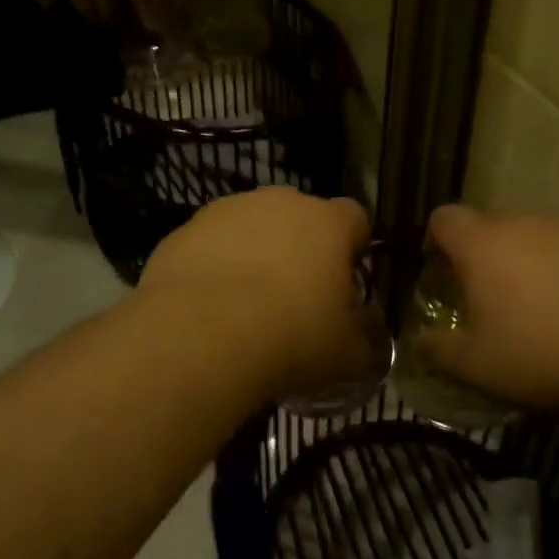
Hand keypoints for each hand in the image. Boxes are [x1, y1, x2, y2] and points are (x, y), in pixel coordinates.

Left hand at [140, 188, 370, 401]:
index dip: (353, 248)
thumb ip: (367, 344)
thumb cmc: (291, 338)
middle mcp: (280, 203)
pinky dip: (214, 267)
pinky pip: (210, 245)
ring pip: (251, 227)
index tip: (345, 282)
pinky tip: (209, 308)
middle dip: (301, 249)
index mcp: (328, 223)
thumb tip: (374, 341)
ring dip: (254, 255)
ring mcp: (227, 211)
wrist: (199, 336)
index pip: (355, 219)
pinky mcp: (184, 230)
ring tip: (246, 306)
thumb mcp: (347, 356)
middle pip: (300, 218)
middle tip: (296, 298)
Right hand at [419, 205, 558, 413]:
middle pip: (492, 227)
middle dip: (484, 255)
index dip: (436, 239)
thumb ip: (439, 350)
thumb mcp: (476, 366)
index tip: (439, 268)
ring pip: (537, 238)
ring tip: (540, 309)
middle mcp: (526, 225)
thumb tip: (420, 343)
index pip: (445, 219)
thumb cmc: (541, 356)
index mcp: (484, 245)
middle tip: (489, 297)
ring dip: (529, 263)